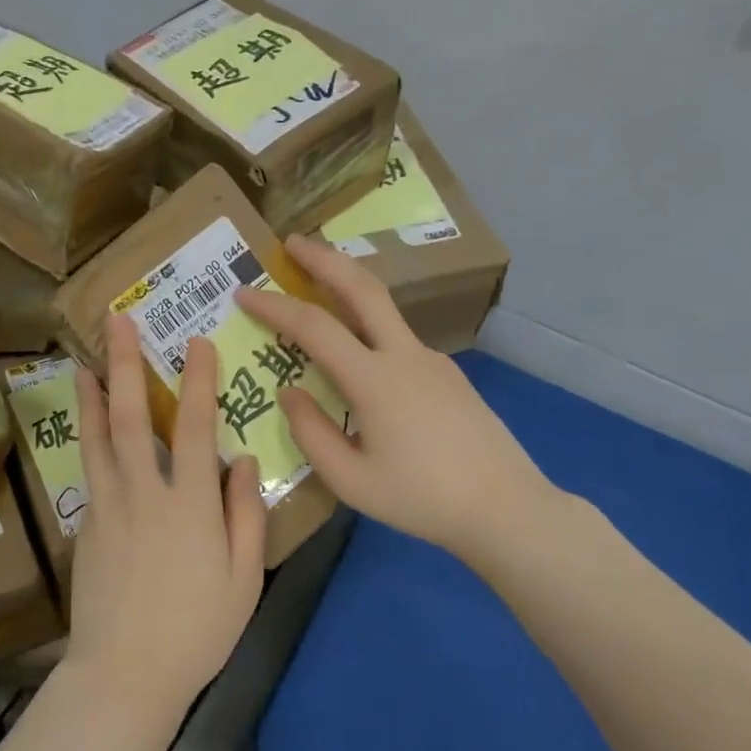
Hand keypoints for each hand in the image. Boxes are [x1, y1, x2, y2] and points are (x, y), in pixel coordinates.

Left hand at [64, 313, 268, 719]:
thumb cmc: (196, 630)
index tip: (196, 342)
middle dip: (124, 363)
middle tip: (116, 322)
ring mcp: (107, 507)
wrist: (125, 674)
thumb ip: (245, 514)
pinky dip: (87, 438)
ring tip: (84, 360)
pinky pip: (89, 469)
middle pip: (129, 416)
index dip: (197, 380)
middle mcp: (143, 492)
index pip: (194, 426)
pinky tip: (88, 427)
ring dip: (91, 394)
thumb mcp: (243, 578)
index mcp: (189, 504)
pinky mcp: (86, 526)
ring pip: (96, 437)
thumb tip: (242, 459)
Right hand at [233, 234, 567, 564]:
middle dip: (323, 257)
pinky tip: (359, 356)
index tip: (243, 292)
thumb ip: (311, 433)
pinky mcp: (448, 374)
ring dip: (348, 286)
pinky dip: (368, 325)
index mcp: (374, 380)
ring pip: (384, 308)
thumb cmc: (421, 499)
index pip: (313, 326)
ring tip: (318, 286)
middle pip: (362, 287)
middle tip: (291, 241)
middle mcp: (404, 355)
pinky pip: (398, 338)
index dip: (274, 306)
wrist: (507, 508)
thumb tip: (290, 392)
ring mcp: (432, 360)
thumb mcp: (350, 480)